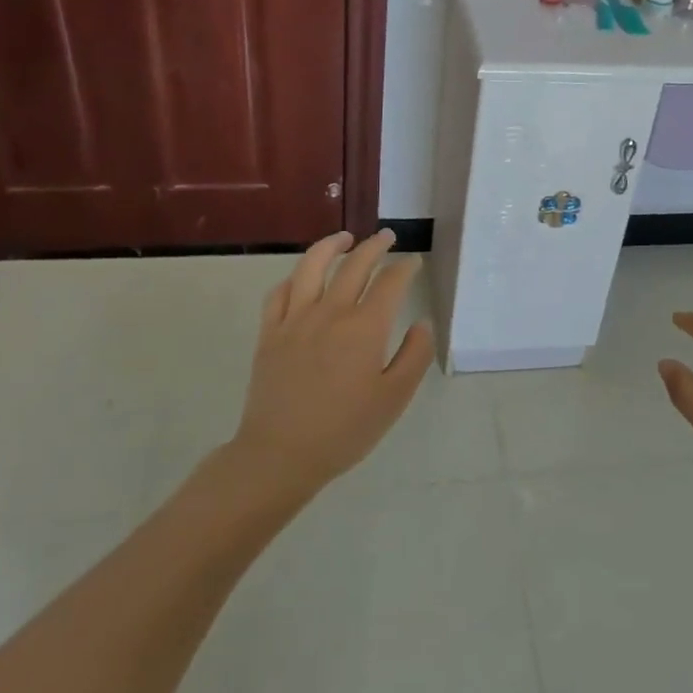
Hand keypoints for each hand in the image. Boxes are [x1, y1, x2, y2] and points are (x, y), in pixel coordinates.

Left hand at [229, 230, 435, 498]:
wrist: (280, 454)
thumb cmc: (344, 430)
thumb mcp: (394, 398)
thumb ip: (415, 356)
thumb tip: (422, 323)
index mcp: (365, 327)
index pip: (390, 283)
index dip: (405, 268)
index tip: (413, 264)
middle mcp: (331, 312)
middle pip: (355, 265)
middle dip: (375, 246)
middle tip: (387, 237)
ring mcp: (296, 320)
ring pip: (312, 266)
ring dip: (331, 246)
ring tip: (344, 238)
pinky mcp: (270, 333)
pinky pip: (279, 293)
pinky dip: (294, 277)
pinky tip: (302, 278)